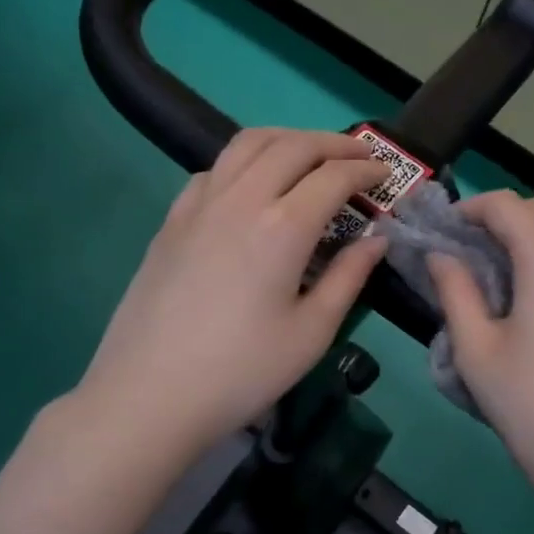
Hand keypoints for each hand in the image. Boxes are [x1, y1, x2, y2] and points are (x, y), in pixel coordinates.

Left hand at [77, 129, 389, 457]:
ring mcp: (200, 204)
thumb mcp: (311, 332)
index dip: (365, 170)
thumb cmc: (241, 371)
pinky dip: (246, 161)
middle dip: (333, 143)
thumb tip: (376, 240)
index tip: (385, 174)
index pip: (334, 177)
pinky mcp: (172, 219)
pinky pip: (215, 169)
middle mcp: (241, 199)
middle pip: (293, 146)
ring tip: (310, 156)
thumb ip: (349, 277)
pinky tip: (253, 187)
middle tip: (358, 156)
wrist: (149, 395)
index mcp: (283, 227)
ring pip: (248, 144)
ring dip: (287, 139)